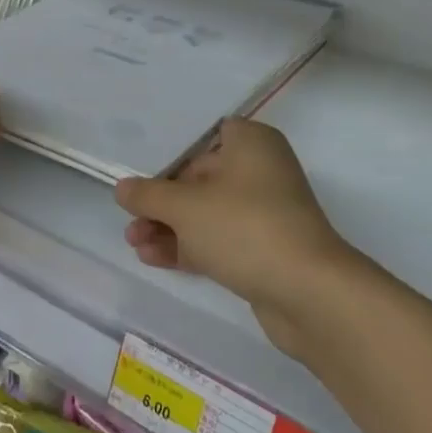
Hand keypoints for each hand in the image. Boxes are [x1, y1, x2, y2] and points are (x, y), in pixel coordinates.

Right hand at [114, 118, 352, 353]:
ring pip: (208, 213)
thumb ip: (149, 195)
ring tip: (134, 242)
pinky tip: (154, 257)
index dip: (171, 155)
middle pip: (201, 178)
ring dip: (171, 226)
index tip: (141, 173)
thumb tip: (122, 188)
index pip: (204, 138)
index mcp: (251, 143)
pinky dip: (190, 246)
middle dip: (163, 201)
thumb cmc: (244, 228)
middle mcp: (261, 171)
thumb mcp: (185, 207)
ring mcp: (265, 213)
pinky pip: (219, 240)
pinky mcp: (265, 249)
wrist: (309, 293)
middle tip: (130, 218)